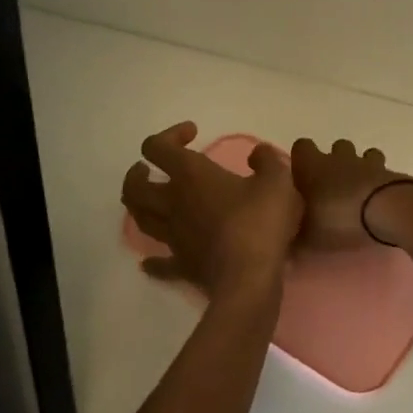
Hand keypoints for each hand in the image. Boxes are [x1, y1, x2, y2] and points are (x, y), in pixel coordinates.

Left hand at [122, 123, 301, 301]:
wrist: (249, 279)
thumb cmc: (260, 223)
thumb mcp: (278, 179)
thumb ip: (267, 159)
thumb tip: (257, 154)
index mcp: (191, 175)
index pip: (158, 147)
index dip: (169, 134)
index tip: (193, 133)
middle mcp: (173, 203)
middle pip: (135, 187)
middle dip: (137, 174)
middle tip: (148, 169)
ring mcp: (173, 237)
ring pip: (141, 219)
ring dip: (139, 207)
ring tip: (150, 202)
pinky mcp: (181, 265)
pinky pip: (159, 263)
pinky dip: (153, 260)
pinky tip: (150, 262)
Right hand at [289, 137, 412, 250]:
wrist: (384, 210)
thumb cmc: (337, 218)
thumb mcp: (306, 236)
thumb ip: (294, 237)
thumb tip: (285, 244)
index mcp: (311, 165)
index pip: (301, 146)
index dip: (302, 159)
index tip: (302, 177)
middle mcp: (337, 157)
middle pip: (335, 147)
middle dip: (335, 163)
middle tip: (333, 189)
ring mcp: (366, 162)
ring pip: (363, 155)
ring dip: (361, 169)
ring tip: (360, 192)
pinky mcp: (390, 173)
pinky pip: (383, 171)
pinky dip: (380, 181)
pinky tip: (379, 200)